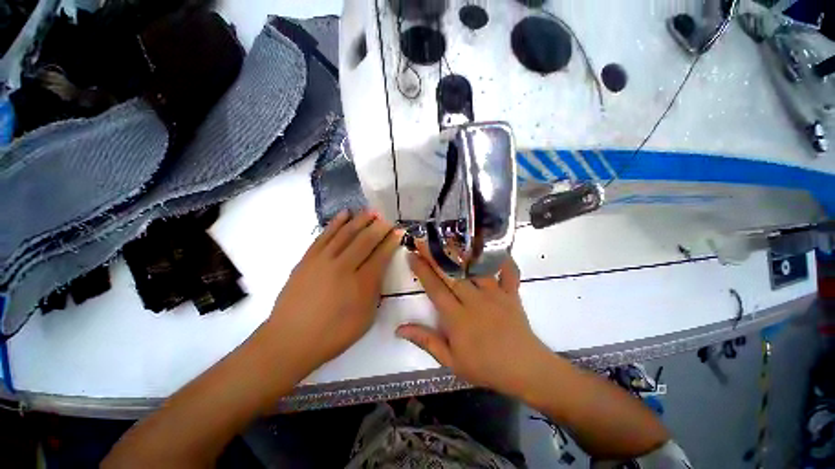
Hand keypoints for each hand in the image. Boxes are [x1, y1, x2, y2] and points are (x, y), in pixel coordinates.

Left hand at [265, 210, 401, 375]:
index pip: (381, 255)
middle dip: (379, 227)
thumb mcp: (365, 318)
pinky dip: (336, 223)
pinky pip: (324, 235)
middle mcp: (343, 267)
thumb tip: (379, 270)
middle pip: (365, 240)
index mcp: (361, 284)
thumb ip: (375, 291)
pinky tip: (344, 214)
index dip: (391, 241)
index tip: (399, 231)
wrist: (290, 340)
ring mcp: (323, 260)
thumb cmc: (333, 334)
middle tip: (387, 218)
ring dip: (360, 220)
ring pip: (346, 233)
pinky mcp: (308, 258)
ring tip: (371, 211)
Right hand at [397, 242, 550, 396]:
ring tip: (450, 237)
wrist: (525, 370)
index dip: (422, 270)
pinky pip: (509, 273)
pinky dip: (504, 260)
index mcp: (457, 317)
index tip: (412, 255)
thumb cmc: (485, 367)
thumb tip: (400, 329)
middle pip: (451, 274)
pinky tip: (497, 248)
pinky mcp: (511, 294)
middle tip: (423, 239)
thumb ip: (426, 341)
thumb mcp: (451, 361)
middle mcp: (474, 300)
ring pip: (475, 268)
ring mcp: (495, 295)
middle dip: (435, 255)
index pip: (435, 288)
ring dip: (461, 252)